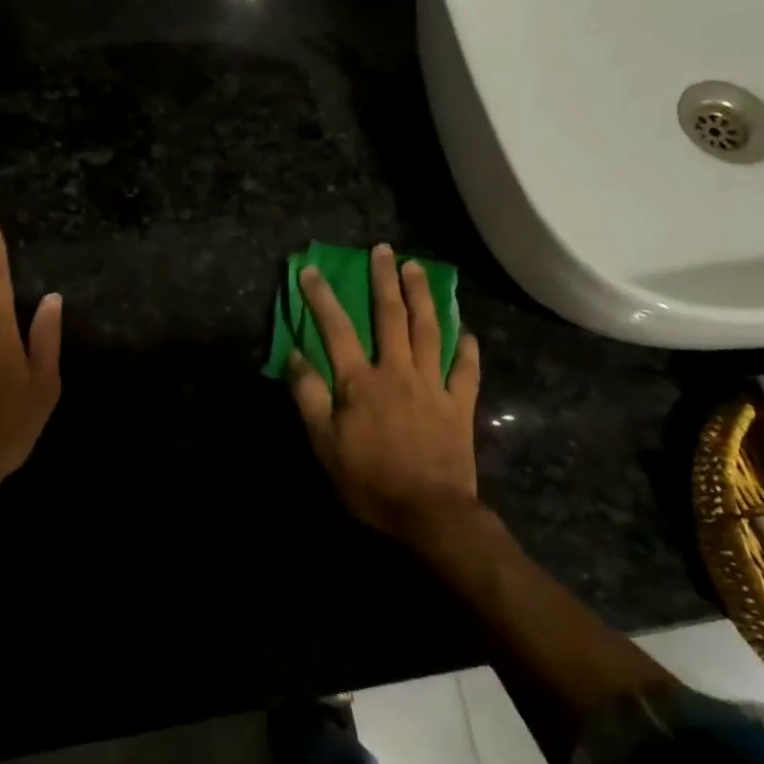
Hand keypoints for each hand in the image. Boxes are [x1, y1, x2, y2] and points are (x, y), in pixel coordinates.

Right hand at [287, 243, 482, 544]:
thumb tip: (296, 355)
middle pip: (391, 317)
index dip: (322, 298)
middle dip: (384, 280)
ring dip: (422, 296)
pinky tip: (466, 330)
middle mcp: (397, 372)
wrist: (429, 513)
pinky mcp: (459, 404)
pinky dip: (467, 348)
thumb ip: (310, 396)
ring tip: (417, 268)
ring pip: (429, 331)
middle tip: (384, 250)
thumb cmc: (369, 481)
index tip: (313, 270)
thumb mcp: (324, 444)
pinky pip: (465, 370)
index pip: (337, 329)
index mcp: (361, 382)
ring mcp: (433, 385)